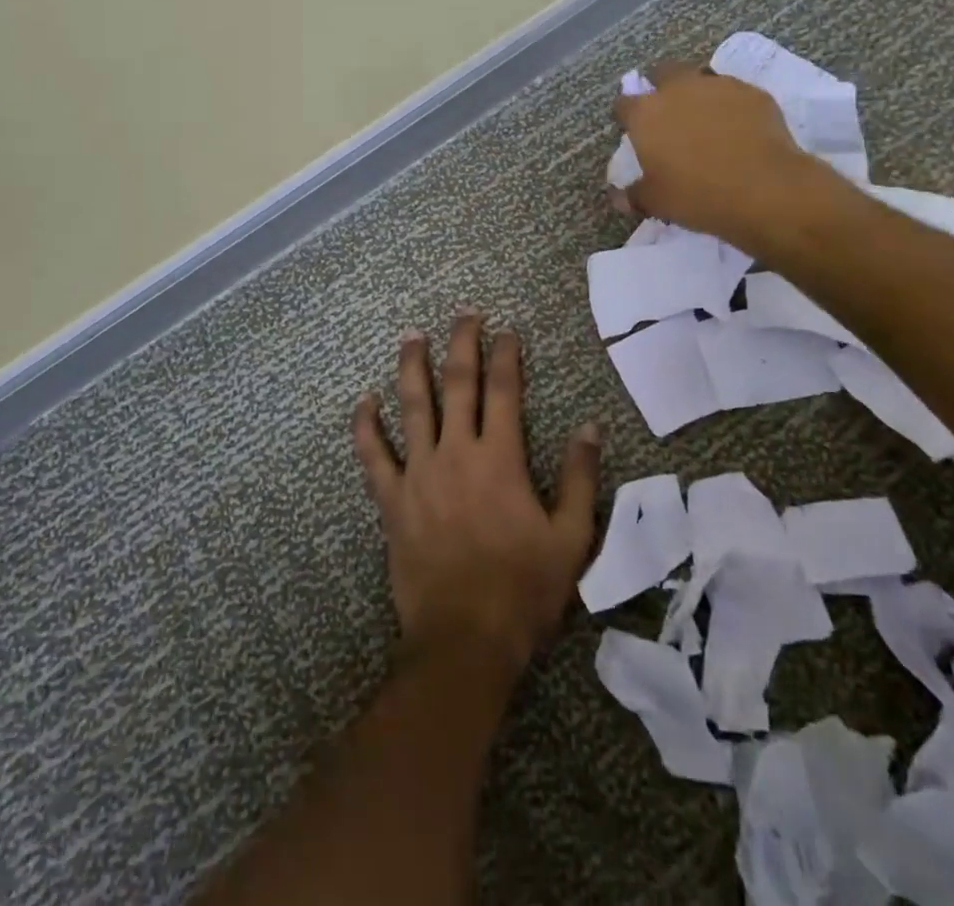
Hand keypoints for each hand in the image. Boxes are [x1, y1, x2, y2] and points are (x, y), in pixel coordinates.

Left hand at [352, 314, 600, 676]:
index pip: (504, 391)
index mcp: (501, 459)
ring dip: (412, 366)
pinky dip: (366, 425)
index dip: (507, 355)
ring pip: (412, 405)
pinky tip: (363, 401)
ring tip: (412, 335)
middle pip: (458, 383)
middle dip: (463, 343)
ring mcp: (419, 473)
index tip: (507, 331)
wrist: (465, 640)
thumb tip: (589, 427)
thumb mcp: (571, 538)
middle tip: (464, 313)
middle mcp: (457, 453)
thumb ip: (580, 478)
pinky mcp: (392, 499)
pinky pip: (373, 455)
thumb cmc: (523, 590)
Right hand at [613, 60, 842, 255]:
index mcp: (646, 114)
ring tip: (705, 120)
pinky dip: (730, 106)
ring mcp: (719, 86)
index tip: (630, 128)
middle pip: (662, 73)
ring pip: (700, 79)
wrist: (765, 191)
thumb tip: (619, 197)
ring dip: (697, 94)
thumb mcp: (656, 202)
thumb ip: (634, 194)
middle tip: (667, 114)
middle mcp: (679, 89)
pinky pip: (734, 93)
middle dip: (660, 87)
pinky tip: (738, 128)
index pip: (624, 103)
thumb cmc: (697, 196)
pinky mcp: (753, 93)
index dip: (625, 115)